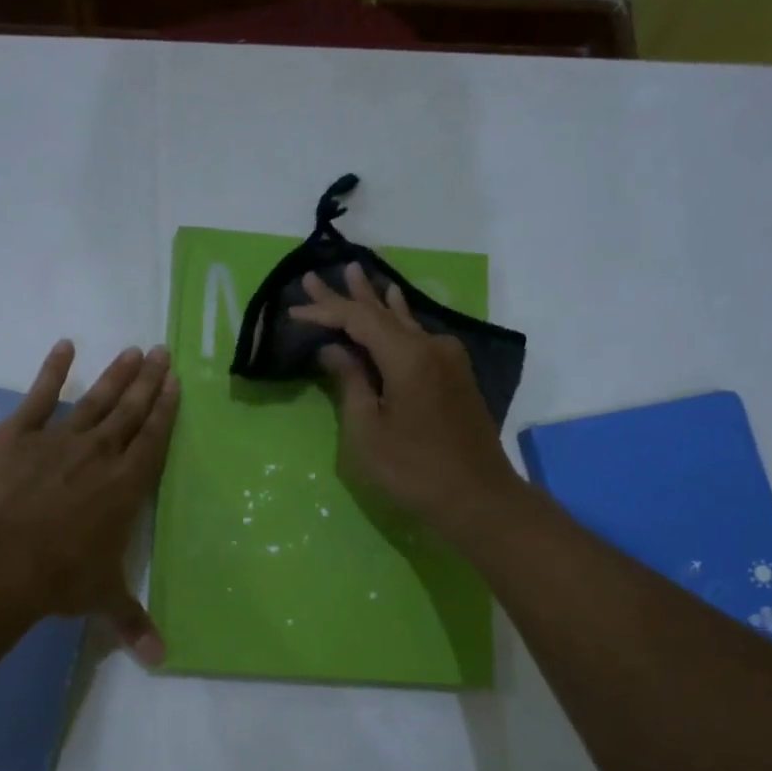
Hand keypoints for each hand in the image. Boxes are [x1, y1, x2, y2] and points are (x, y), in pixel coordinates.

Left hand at [0, 341, 179, 664]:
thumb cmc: (58, 577)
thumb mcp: (101, 599)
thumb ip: (132, 623)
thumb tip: (161, 662)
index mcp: (126, 486)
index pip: (153, 439)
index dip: (166, 410)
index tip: (175, 382)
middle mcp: (100, 454)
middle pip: (131, 410)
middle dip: (149, 381)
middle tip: (162, 351)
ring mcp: (59, 439)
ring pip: (96, 399)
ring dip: (116, 374)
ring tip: (133, 350)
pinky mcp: (19, 434)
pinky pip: (40, 396)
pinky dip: (52, 370)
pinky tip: (64, 347)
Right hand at [290, 264, 523, 546]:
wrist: (478, 497)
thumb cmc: (414, 469)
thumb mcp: (368, 431)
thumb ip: (350, 382)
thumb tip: (333, 349)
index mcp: (408, 356)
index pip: (358, 319)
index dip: (325, 311)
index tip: (293, 309)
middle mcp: (431, 345)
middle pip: (381, 312)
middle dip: (347, 295)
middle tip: (315, 276)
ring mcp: (448, 358)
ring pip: (403, 320)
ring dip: (375, 301)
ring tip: (355, 274)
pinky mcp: (455, 374)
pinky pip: (419, 335)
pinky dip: (398, 319)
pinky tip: (396, 304)